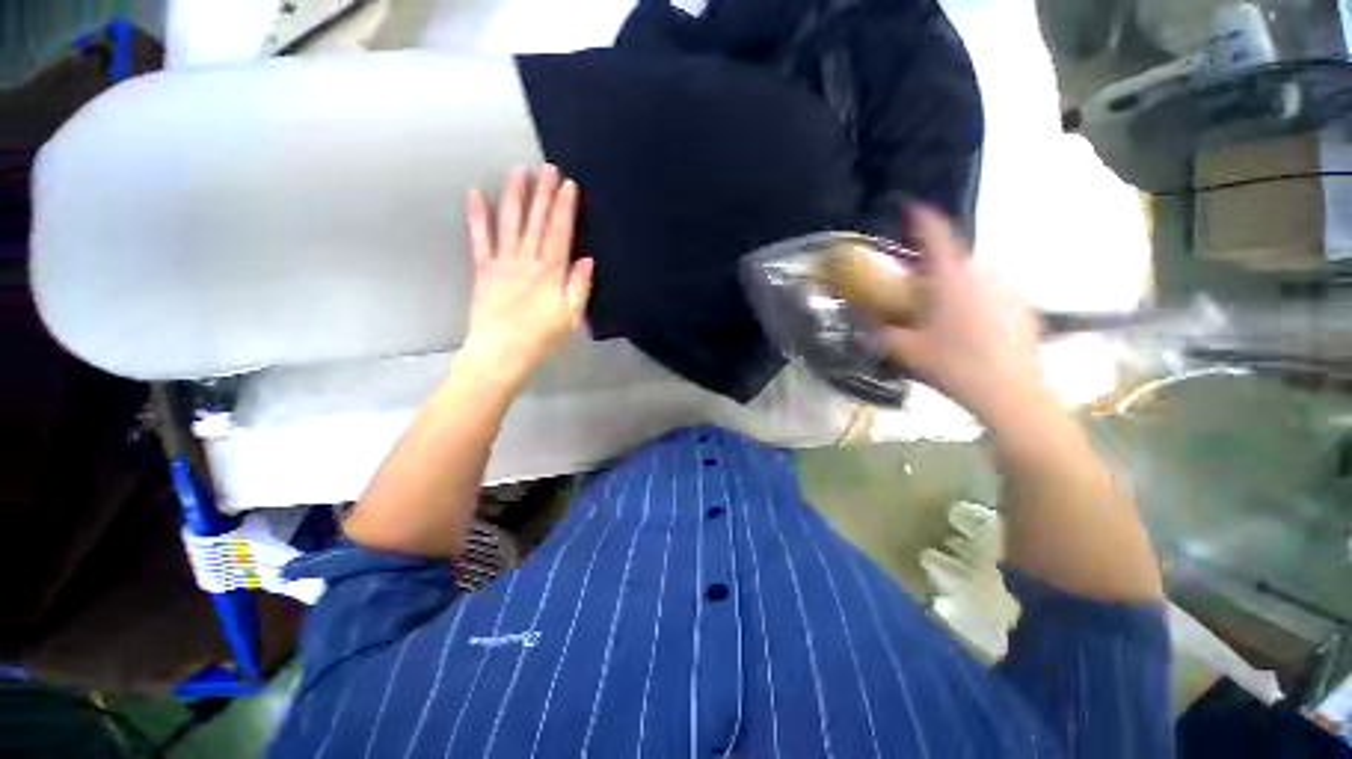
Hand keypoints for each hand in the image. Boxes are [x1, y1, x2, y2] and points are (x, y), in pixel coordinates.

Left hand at [461, 164, 593, 380]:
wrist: (502, 352)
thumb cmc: (542, 337)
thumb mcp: (571, 317)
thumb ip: (579, 287)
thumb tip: (586, 260)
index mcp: (551, 272)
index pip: (560, 232)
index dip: (564, 207)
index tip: (568, 185)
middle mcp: (527, 260)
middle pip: (537, 221)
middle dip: (543, 193)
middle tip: (547, 168)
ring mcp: (502, 262)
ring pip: (510, 222)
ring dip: (515, 195)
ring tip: (519, 171)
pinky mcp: (484, 270)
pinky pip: (480, 239)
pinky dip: (477, 217)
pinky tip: (475, 195)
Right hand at [878, 206, 1050, 425]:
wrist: (1012, 392)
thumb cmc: (954, 365)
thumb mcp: (907, 351)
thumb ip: (881, 335)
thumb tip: (863, 328)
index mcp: (951, 278)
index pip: (936, 235)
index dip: (921, 217)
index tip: (910, 207)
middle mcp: (983, 273)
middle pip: (956, 255)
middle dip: (935, 262)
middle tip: (918, 284)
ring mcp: (1008, 288)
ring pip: (975, 273)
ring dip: (956, 280)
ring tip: (943, 306)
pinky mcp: (1024, 305)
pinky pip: (993, 289)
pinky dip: (977, 295)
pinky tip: (970, 323)